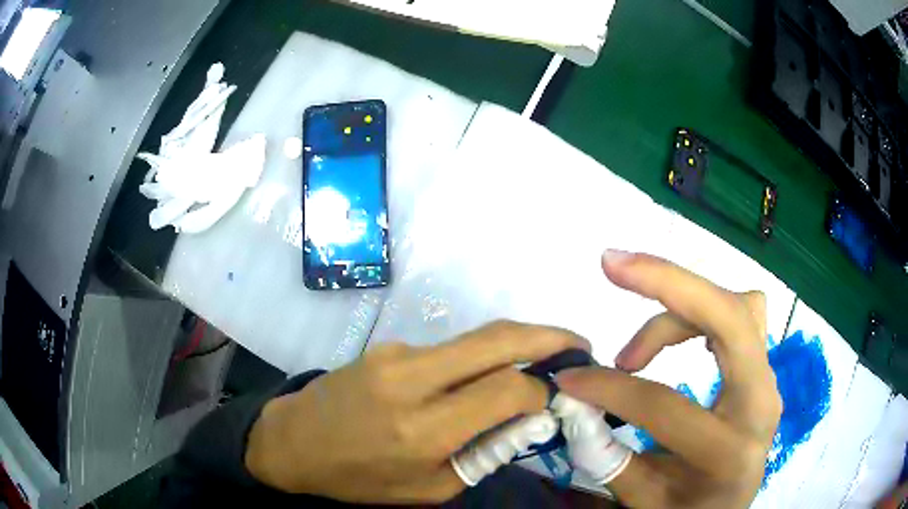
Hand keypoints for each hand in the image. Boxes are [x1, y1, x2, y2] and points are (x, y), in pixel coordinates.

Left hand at [245, 321, 588, 503]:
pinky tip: (479, 378)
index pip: (507, 390)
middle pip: (498, 340)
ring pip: (477, 338)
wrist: (294, 442)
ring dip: (518, 343)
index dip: (544, 390)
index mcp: (423, 429)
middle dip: (549, 336)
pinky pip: (448, 349)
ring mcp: (397, 354)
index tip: (560, 396)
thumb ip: (482, 454)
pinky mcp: (388, 345)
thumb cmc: (360, 478)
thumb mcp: (427, 489)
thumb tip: (528, 418)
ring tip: (542, 359)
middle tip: (580, 344)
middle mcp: (413, 380)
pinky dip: (479, 357)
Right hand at [557, 250, 781, 508]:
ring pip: (738, 307)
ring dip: (685, 304)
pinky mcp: (763, 368)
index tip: (568, 379)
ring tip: (637, 349)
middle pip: (731, 318)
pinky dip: (708, 309)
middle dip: (669, 284)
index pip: (667, 405)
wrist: (728, 508)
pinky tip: (683, 327)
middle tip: (613, 265)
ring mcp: (768, 380)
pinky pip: (745, 315)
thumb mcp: (642, 498)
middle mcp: (761, 404)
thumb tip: (573, 401)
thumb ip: (608, 456)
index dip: (611, 387)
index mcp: (729, 452)